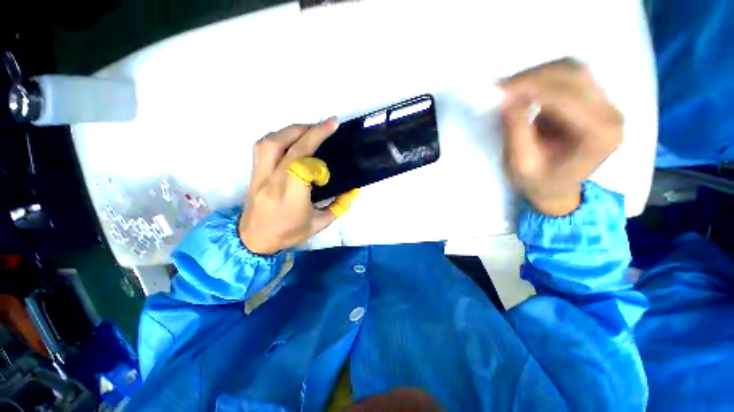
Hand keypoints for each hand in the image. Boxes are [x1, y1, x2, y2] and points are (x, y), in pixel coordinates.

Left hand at [239, 119, 357, 254]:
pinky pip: (262, 147)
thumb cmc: (288, 234)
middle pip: (288, 148)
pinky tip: (291, 138)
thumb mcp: (319, 224)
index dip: (318, 145)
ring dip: (292, 130)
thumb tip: (354, 190)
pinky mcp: (253, 173)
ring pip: (270, 142)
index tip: (333, 135)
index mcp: (291, 199)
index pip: (303, 164)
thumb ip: (339, 206)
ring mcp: (259, 176)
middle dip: (310, 131)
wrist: (253, 241)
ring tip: (310, 129)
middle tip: (327, 124)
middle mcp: (273, 183)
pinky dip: (278, 136)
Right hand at [500, 59, 622, 215]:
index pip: (566, 97)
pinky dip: (545, 78)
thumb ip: (516, 131)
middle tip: (502, 87)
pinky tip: (526, 89)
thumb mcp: (521, 163)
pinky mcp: (595, 100)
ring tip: (512, 88)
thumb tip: (508, 98)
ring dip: (539, 74)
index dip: (532, 88)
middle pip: (575, 75)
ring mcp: (606, 104)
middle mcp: (611, 114)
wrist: (557, 187)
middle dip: (534, 76)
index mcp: (599, 135)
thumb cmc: (538, 182)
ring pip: (574, 70)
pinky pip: (571, 76)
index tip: (501, 90)